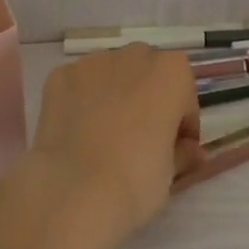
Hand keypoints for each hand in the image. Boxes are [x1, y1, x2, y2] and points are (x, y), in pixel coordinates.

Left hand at [22, 44, 203, 248]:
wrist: (73, 192)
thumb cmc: (136, 180)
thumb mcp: (171, 173)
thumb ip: (183, 152)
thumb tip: (189, 151)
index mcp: (171, 72)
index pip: (184, 94)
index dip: (182, 122)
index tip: (176, 148)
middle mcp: (134, 56)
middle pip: (147, 74)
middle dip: (147, 98)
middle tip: (140, 138)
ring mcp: (92, 63)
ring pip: (110, 74)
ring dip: (113, 95)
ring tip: (103, 135)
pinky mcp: (59, 76)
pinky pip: (78, 85)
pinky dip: (81, 101)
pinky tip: (77, 133)